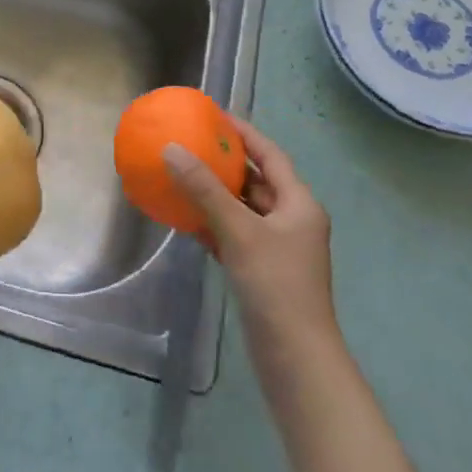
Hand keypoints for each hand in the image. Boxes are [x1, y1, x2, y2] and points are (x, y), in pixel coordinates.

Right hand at [163, 118, 337, 359]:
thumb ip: (205, 191)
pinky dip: (212, 225)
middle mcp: (292, 220)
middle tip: (192, 144)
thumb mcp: (239, 231)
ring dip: (215, 195)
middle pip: (256, 181)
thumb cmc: (275, 285)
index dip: (245, 133)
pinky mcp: (261, 270)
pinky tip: (185, 219)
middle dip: (225, 164)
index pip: (270, 155)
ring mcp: (277, 247)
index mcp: (299, 204)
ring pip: (243, 210)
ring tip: (181, 175)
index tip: (215, 116)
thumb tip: (172, 150)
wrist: (294, 355)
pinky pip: (234, 235)